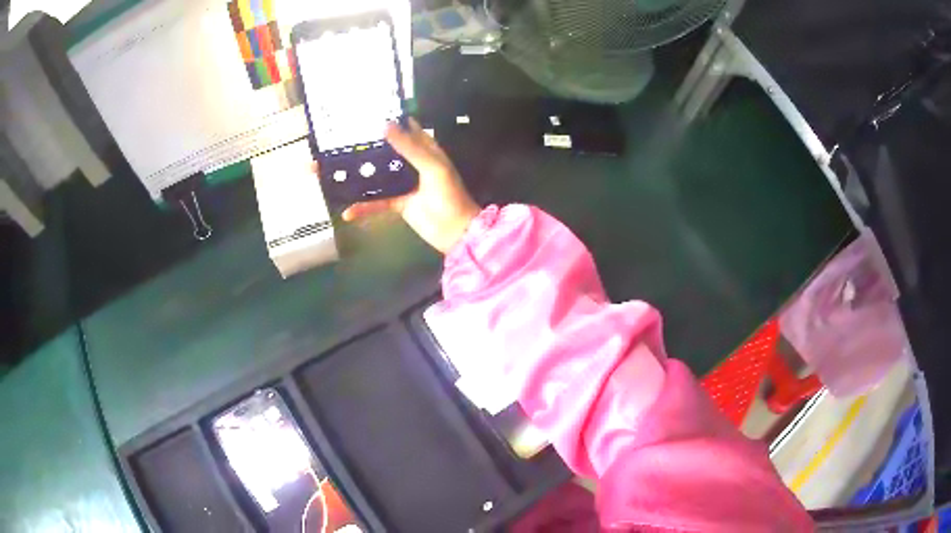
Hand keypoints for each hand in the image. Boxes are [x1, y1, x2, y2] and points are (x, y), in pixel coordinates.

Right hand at [342, 119, 480, 253]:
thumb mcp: (432, 168)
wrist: (456, 232)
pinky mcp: (397, 203)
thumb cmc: (450, 196)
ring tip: (332, 170)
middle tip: (339, 140)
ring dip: (358, 175)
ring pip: (377, 175)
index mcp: (425, 150)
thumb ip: (410, 148)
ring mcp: (403, 184)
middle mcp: (412, 164)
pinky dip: (363, 207)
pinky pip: (376, 202)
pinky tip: (347, 212)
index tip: (367, 112)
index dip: (390, 120)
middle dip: (366, 147)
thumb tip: (386, 126)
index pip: (406, 129)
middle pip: (386, 151)